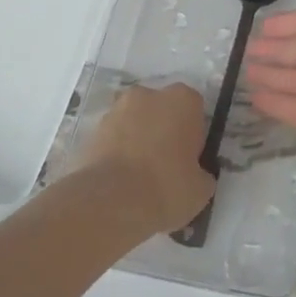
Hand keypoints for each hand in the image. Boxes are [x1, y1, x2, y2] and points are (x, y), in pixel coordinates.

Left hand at [76, 84, 214, 233]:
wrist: (111, 202)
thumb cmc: (166, 187)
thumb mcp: (201, 190)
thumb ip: (202, 174)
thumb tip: (197, 175)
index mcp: (183, 100)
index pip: (194, 110)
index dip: (192, 135)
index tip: (189, 160)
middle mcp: (150, 94)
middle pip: (162, 110)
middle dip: (163, 132)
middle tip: (164, 168)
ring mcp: (117, 109)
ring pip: (135, 122)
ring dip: (138, 141)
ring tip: (137, 179)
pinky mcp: (93, 129)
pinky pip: (113, 139)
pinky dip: (116, 153)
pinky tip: (118, 182)